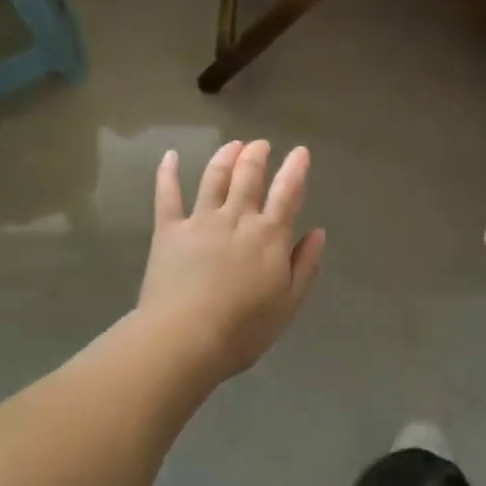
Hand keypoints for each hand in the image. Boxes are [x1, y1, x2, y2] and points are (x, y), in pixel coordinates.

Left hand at [136, 140, 325, 382]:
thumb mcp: (289, 304)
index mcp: (269, 235)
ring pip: (214, 177)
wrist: (184, 339)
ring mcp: (200, 220)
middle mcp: (237, 218)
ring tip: (233, 145)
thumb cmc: (243, 330)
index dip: (295, 169)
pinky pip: (167, 195)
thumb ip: (305, 265)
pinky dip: (168, 173)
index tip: (300, 152)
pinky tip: (170, 156)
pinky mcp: (169, 230)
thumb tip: (318, 232)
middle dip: (257, 155)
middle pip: (248, 176)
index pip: (287, 192)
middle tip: (261, 145)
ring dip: (225, 157)